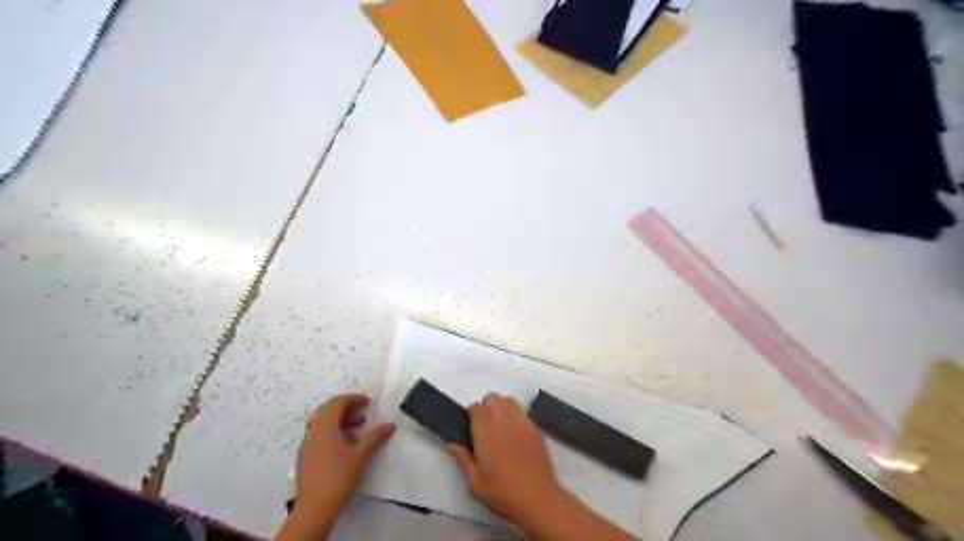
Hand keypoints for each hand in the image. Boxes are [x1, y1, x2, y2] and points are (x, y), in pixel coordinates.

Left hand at [298, 395, 395, 512]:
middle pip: (328, 410)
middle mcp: (313, 430)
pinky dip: (333, 431)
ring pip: (322, 423)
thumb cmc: (339, 475)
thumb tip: (390, 425)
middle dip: (346, 408)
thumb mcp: (362, 454)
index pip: (337, 402)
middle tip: (362, 412)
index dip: (353, 399)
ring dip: (340, 420)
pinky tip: (345, 445)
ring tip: (357, 428)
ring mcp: (307, 444)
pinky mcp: (306, 456)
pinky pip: (319, 434)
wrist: (315, 507)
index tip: (368, 402)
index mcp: (325, 425)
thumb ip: (376, 436)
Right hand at [446, 392, 560, 526]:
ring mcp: (523, 422)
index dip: (471, 416)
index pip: (476, 407)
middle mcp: (505, 420)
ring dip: (502, 409)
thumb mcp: (475, 482)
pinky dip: (516, 418)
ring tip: (501, 430)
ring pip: (509, 401)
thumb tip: (453, 443)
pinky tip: (515, 438)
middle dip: (487, 407)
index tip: (471, 430)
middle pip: (493, 398)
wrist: (538, 499)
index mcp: (486, 430)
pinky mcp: (536, 429)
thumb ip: (463, 458)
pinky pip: (522, 413)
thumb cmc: (502, 492)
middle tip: (485, 429)